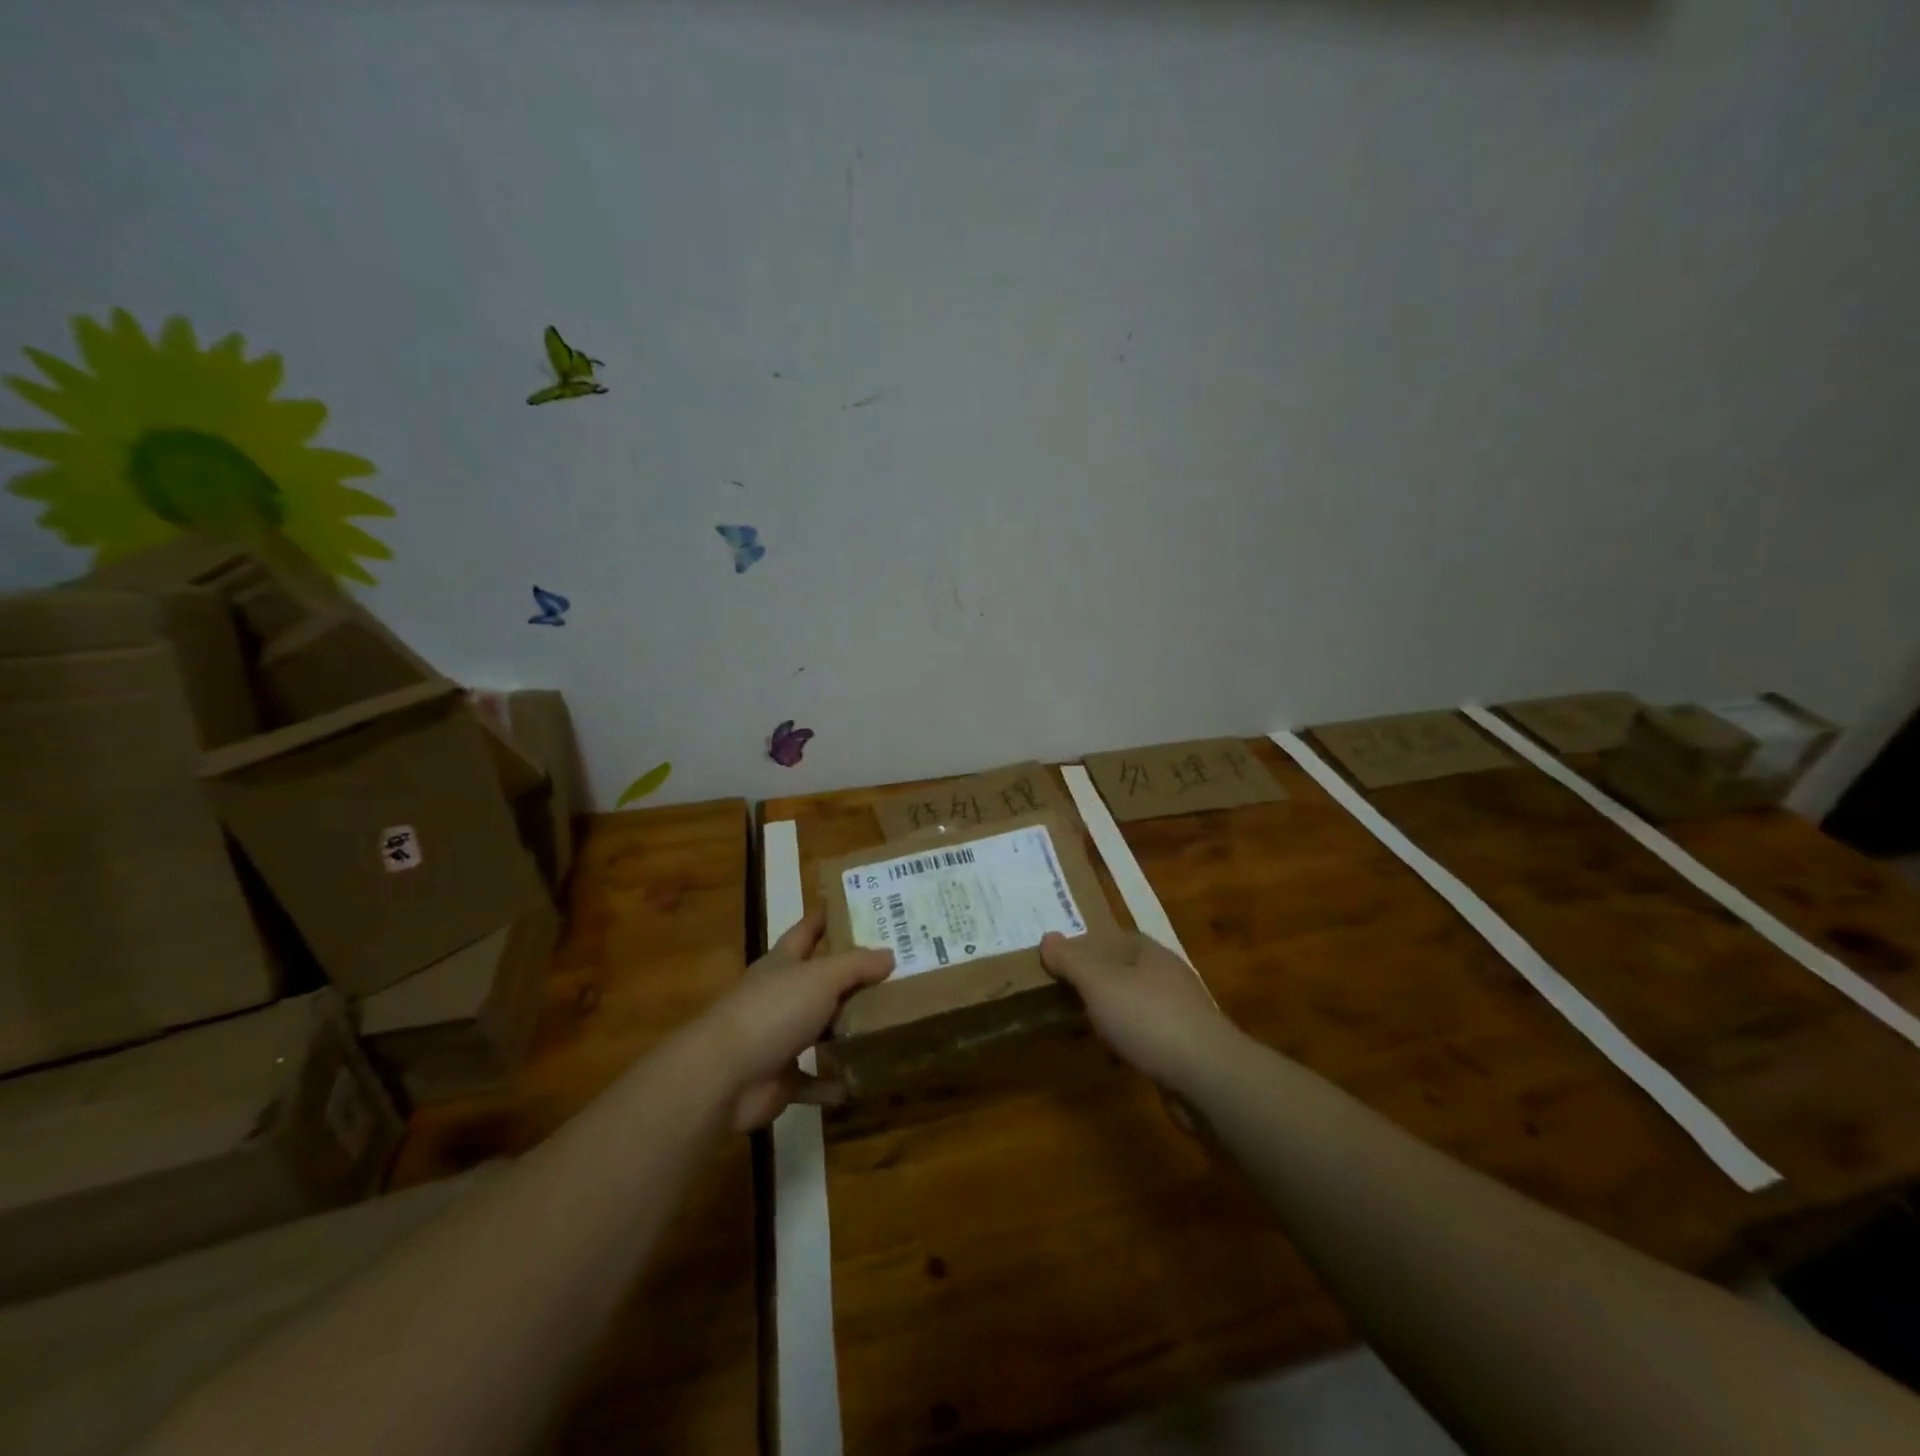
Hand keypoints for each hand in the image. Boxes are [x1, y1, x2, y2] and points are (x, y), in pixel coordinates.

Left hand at [698, 913, 893, 1129]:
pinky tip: (860, 1082)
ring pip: (818, 1030)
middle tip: (893, 972)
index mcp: (783, 963)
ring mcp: (778, 1039)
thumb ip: (856, 966)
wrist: (724, 1076)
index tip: (855, 908)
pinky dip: (832, 1084)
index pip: (806, 931)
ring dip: (845, 1032)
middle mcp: (780, 996)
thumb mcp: (821, 977)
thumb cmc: (773, 1011)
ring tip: (885, 1025)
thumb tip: (889, 954)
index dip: (827, 918)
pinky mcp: (779, 1078)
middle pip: (818, 982)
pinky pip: (813, 1081)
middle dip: (849, 978)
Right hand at [1040, 931, 1235, 1090]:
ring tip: (1081, 1026)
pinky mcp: (1184, 1048)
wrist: (1207, 1077)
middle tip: (1063, 993)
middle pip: (1124, 971)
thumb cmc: (1148, 1018)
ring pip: (1135, 1005)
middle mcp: (1168, 977)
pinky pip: (1146, 1036)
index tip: (1060, 960)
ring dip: (1111, 1013)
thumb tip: (1048, 937)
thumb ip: (1072, 961)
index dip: (1087, 945)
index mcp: (1150, 953)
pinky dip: (1127, 1041)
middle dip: (1096, 981)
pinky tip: (1113, 1056)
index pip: (1114, 937)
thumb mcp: (1099, 983)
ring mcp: (1180, 1013)